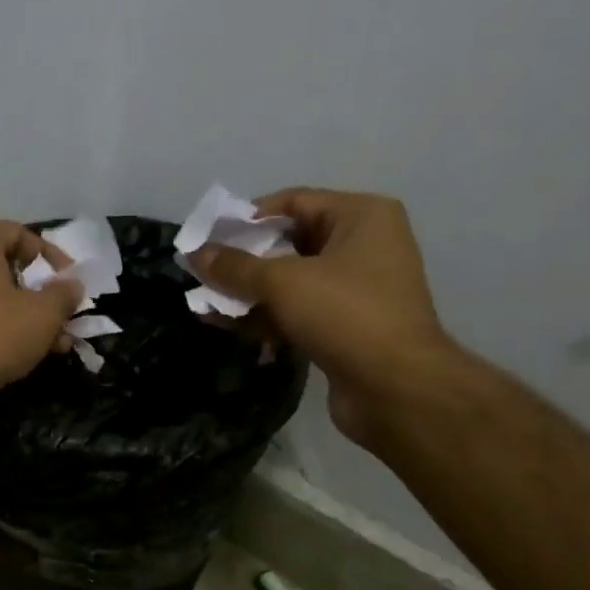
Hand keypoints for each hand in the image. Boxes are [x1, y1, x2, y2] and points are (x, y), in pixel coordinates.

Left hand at [0, 219, 80, 425]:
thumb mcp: (44, 313)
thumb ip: (63, 294)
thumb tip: (71, 285)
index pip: (19, 234)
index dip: (51, 258)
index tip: (71, 284)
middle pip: (4, 267)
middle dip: (40, 294)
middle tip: (64, 316)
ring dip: (25, 315)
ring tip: (54, 343)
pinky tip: (25, 353)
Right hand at [187, 190, 456, 442]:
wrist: (395, 387)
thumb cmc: (345, 314)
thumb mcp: (283, 282)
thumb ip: (235, 267)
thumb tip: (195, 254)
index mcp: (361, 217)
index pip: (293, 202)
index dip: (247, 217)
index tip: (208, 236)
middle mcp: (362, 247)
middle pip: (288, 244)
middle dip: (243, 260)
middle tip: (201, 271)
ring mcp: (354, 291)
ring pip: (288, 283)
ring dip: (246, 293)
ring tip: (202, 302)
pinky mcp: (343, 329)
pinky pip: (294, 313)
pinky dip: (262, 317)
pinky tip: (222, 325)